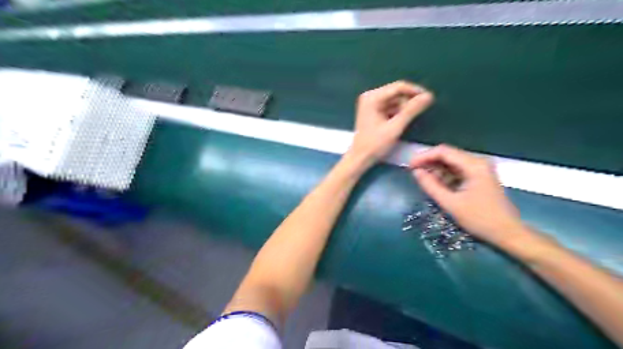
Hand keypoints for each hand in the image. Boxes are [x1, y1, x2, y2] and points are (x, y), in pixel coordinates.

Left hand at [350, 80, 434, 166]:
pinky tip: (401, 122)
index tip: (429, 98)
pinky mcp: (373, 111)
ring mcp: (371, 104)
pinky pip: (390, 107)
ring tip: (408, 121)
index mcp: (372, 97)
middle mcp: (370, 96)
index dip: (415, 91)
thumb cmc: (375, 144)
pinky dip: (398, 113)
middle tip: (420, 112)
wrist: (360, 158)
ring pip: (395, 100)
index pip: (398, 87)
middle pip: (396, 93)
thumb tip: (429, 96)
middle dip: (409, 102)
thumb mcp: (395, 127)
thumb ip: (411, 111)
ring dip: (404, 108)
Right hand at [412, 145, 526, 245]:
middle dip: (429, 163)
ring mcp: (480, 169)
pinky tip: (436, 185)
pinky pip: (457, 171)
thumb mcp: (451, 203)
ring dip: (436, 170)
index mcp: (474, 165)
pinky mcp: (479, 177)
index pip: (443, 151)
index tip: (409, 166)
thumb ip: (431, 186)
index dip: (424, 156)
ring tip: (423, 181)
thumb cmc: (480, 219)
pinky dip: (445, 176)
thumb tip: (416, 172)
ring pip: (451, 163)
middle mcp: (478, 162)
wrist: (508, 233)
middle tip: (413, 173)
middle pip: (447, 155)